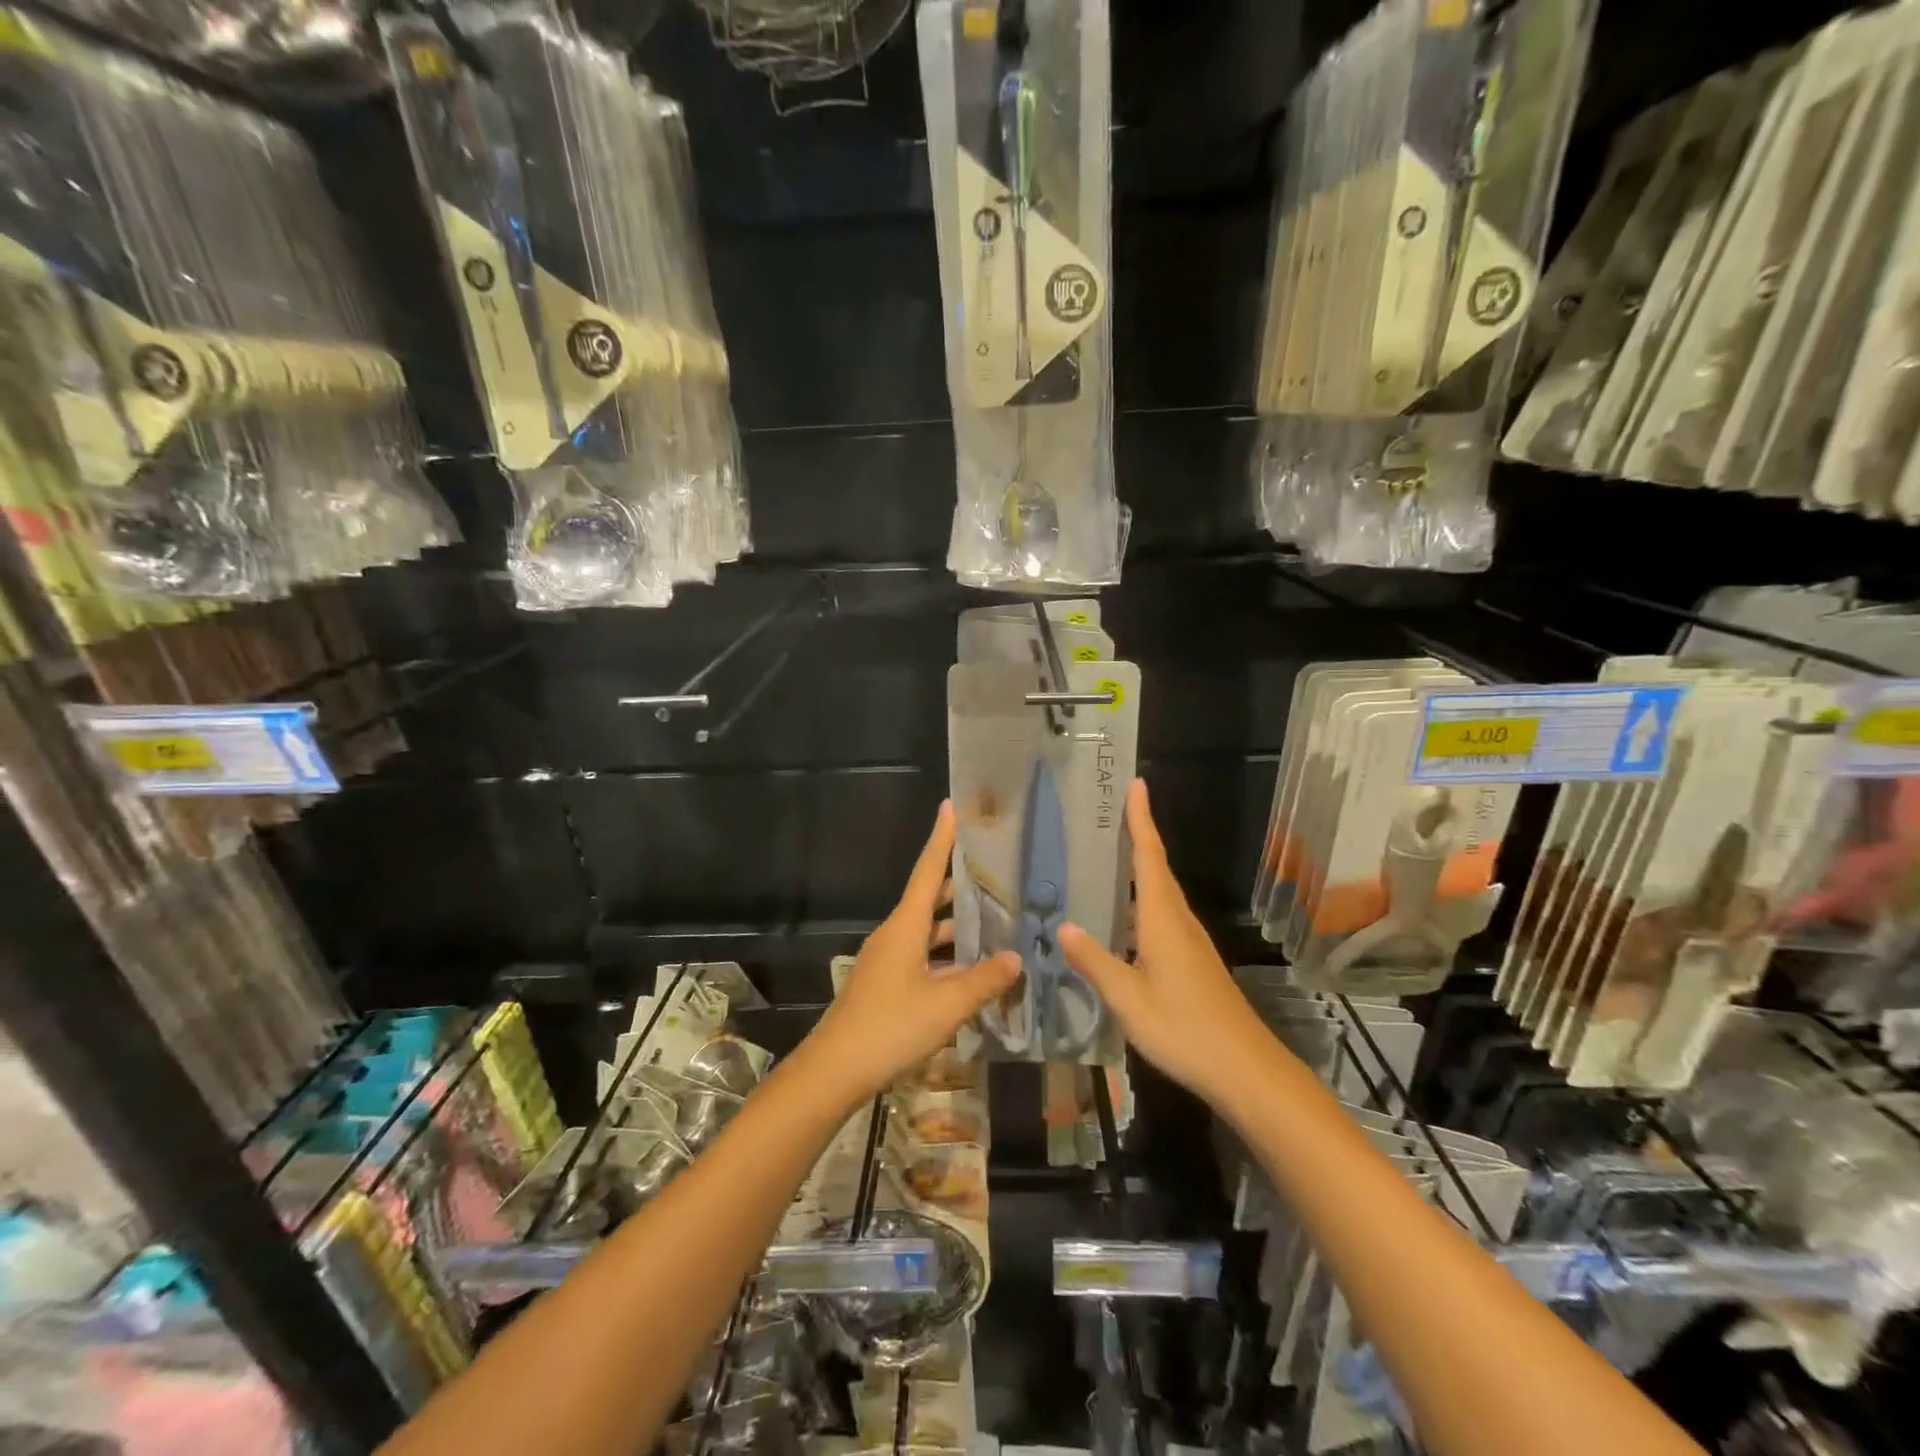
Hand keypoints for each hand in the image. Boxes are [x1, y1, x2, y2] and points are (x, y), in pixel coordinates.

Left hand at [804, 801, 1019, 1104]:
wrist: (834, 1071)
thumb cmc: (891, 1027)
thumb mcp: (946, 1004)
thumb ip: (984, 980)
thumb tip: (1016, 958)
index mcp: (905, 926)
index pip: (928, 870)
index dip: (942, 839)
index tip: (951, 807)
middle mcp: (895, 935)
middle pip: (931, 900)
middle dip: (961, 887)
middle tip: (998, 874)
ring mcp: (888, 961)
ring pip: (929, 934)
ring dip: (959, 930)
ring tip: (998, 926)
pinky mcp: (887, 986)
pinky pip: (924, 959)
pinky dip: (949, 959)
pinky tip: (974, 974)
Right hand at [1060, 780, 1278, 1109]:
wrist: (1245, 1069)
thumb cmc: (1184, 1030)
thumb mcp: (1128, 1000)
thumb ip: (1095, 961)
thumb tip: (1063, 925)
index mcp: (1163, 920)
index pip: (1150, 857)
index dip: (1141, 820)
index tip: (1136, 784)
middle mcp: (1179, 921)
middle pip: (1158, 867)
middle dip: (1139, 834)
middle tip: (1114, 810)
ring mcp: (1190, 941)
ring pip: (1162, 891)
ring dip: (1142, 864)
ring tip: (1112, 851)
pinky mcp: (1194, 959)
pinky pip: (1164, 913)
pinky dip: (1144, 897)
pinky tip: (1126, 912)